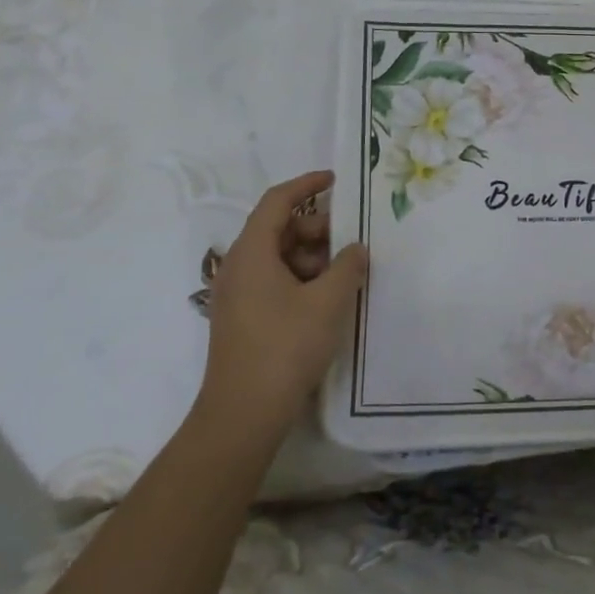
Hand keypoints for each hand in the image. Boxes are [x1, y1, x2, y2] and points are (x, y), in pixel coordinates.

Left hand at [196, 171, 368, 434]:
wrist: (243, 413)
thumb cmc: (286, 347)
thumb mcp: (328, 302)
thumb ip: (348, 266)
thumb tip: (357, 248)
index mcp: (252, 252)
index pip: (277, 201)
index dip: (306, 185)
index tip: (335, 180)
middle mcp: (238, 266)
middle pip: (278, 228)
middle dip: (316, 229)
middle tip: (350, 241)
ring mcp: (237, 294)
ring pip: (277, 257)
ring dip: (311, 257)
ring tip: (343, 275)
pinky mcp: (242, 317)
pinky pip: (273, 280)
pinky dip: (300, 278)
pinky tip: (326, 298)